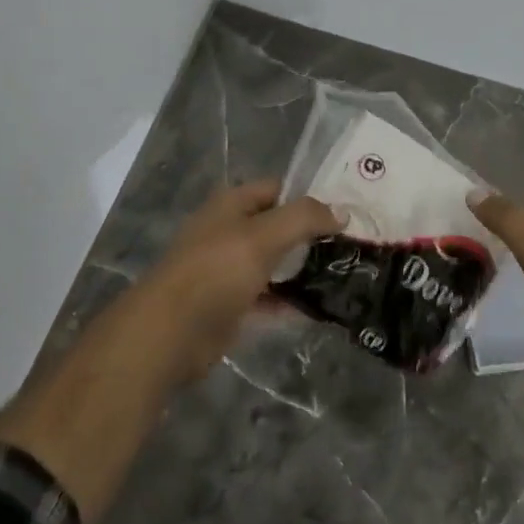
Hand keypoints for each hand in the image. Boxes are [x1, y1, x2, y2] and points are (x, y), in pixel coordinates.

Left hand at [0, 181, 338, 523]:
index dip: (310, 196)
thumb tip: (341, 212)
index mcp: (230, 206)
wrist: (168, 334)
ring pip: (275, 265)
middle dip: (312, 236)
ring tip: (347, 276)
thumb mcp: (263, 236)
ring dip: (305, 270)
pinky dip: (291, 302)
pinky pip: (269, 299)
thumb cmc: (214, 272)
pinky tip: (322, 308)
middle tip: (355, 246)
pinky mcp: (231, 307)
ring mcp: (228, 271)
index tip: (347, 211)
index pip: (278, 189)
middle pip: (278, 227)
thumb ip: (304, 218)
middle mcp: (229, 233)